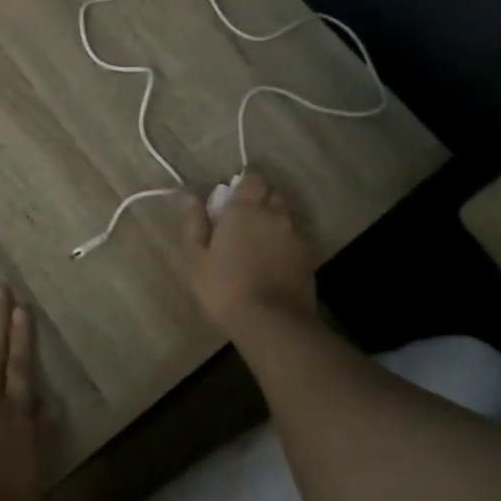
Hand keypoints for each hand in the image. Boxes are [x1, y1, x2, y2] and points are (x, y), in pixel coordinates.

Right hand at [182, 170, 317, 329]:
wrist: (272, 322)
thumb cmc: (225, 287)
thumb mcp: (197, 257)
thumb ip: (195, 224)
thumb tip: (191, 198)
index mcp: (246, 209)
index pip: (252, 178)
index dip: (244, 182)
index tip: (232, 195)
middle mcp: (276, 214)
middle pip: (271, 195)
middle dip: (259, 200)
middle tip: (242, 221)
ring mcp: (296, 236)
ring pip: (285, 218)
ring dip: (273, 223)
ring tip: (258, 244)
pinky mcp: (309, 257)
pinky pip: (295, 240)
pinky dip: (284, 244)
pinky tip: (273, 262)